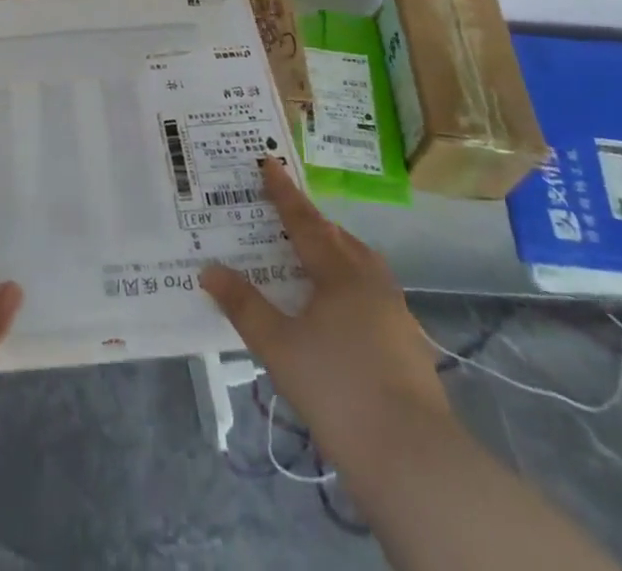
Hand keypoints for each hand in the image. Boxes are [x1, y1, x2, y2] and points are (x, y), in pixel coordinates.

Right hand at [200, 158, 448, 462]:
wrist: (413, 459)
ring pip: (363, 265)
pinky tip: (340, 310)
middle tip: (286, 214)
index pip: (304, 221)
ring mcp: (396, 313)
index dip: (283, 192)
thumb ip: (244, 306)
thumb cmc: (338, 390)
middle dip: (312, 222)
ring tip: (313, 257)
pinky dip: (351, 285)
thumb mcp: (279, 347)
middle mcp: (371, 282)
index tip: (269, 162)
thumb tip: (209, 270)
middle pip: (339, 238)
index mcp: (340, 272)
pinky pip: (374, 293)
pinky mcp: (410, 344)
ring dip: (336, 252)